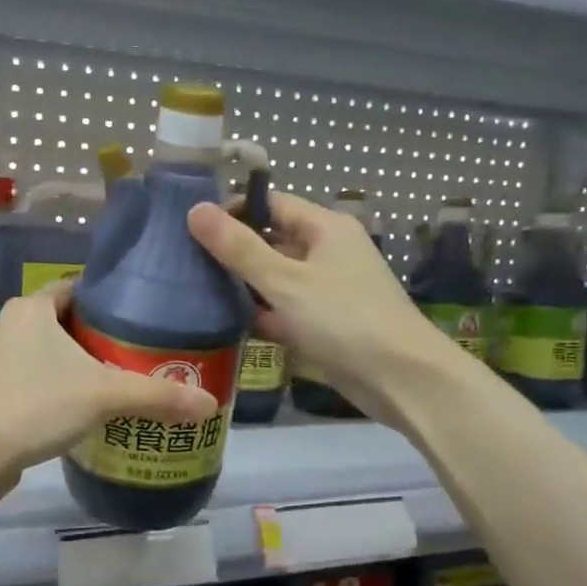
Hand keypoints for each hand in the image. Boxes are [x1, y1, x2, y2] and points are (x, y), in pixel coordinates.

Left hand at [0, 281, 216, 481]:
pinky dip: (63, 387)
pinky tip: (89, 408)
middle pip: (67, 322)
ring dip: (82, 365)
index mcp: (31, 308)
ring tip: (124, 379)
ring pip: (51, 353)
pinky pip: (38, 378)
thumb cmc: (35, 405)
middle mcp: (11, 326)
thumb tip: (211, 404)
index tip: (145, 315)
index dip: (111, 299)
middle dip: (102, 336)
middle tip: (144, 352)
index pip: (78, 288)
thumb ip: (157, 396)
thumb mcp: (103, 395)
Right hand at [187, 192, 452, 419]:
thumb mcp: (285, 281)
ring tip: (194, 292)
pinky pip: (284, 310)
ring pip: (275, 279)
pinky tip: (223, 324)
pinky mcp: (325, 324)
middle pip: (272, 241)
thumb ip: (239, 248)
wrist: (402, 380)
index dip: (233, 211)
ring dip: (242, 286)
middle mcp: (328, 252)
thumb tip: (195, 209)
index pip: (272, 204)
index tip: (191, 228)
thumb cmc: (344, 320)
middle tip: (184, 263)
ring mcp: (328, 290)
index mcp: (326, 228)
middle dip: (232, 251)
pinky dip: (259, 315)